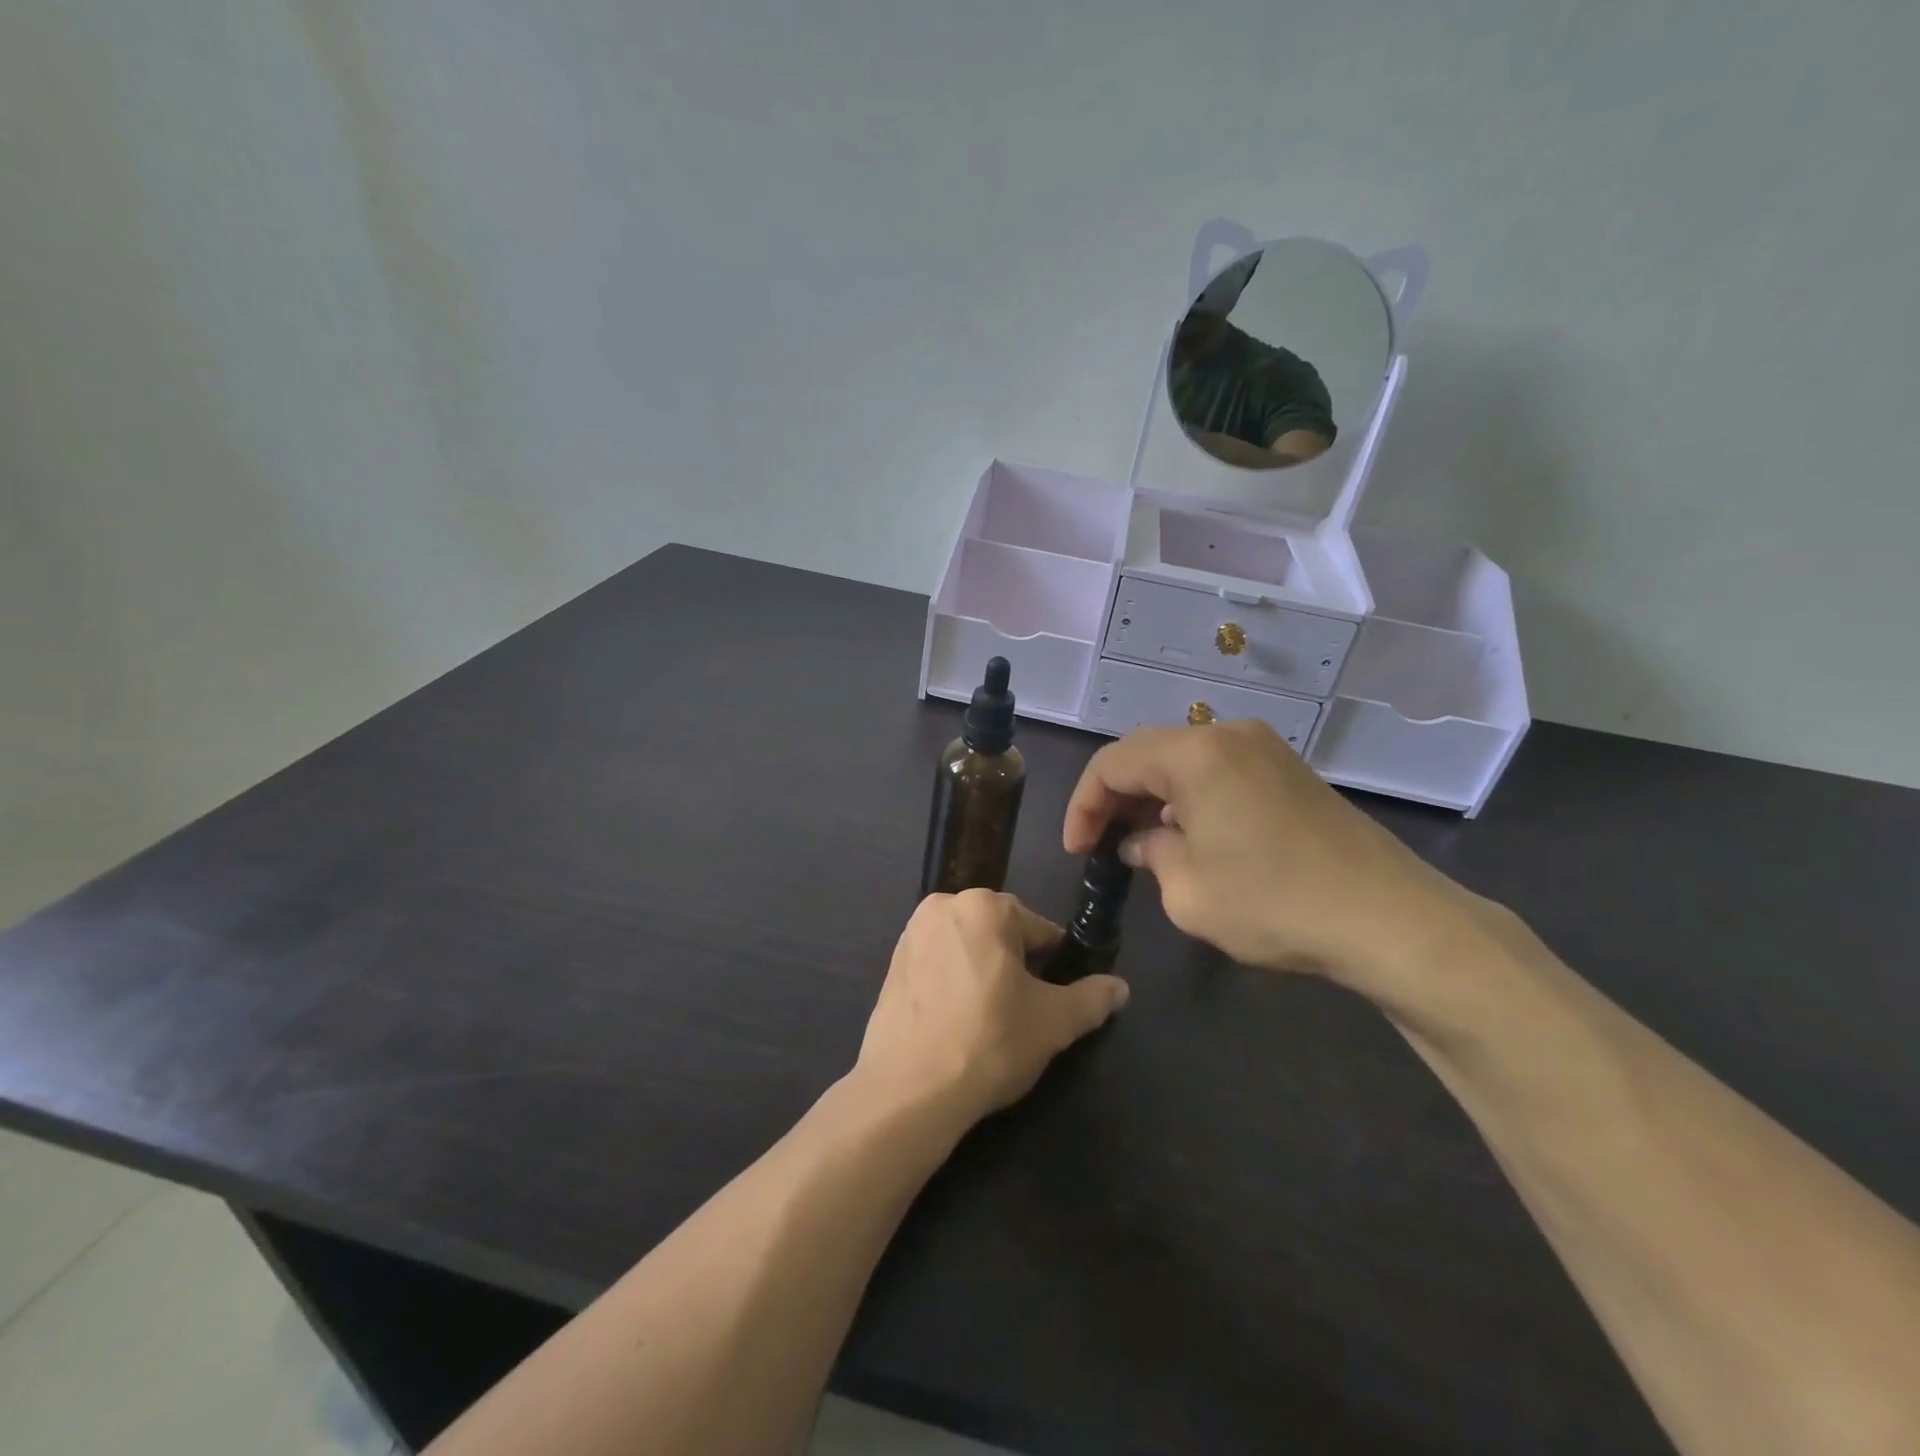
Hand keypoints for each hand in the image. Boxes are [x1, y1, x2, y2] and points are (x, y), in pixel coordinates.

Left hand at [855, 890, 1129, 1127]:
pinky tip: (958, 1022)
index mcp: (984, 905)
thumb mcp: (1054, 1023)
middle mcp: (944, 906)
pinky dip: (954, 983)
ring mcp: (912, 934)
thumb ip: (1092, 999)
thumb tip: (1120, 987)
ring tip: (991, 1021)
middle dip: (1018, 967)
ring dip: (985, 973)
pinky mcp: (892, 964)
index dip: (1055, 966)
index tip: (1055, 1001)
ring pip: (969, 948)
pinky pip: (939, 964)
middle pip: (1001, 934)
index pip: (1039, 930)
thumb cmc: (988, 1042)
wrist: (908, 1090)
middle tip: (1024, 1014)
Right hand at [1063, 721, 1485, 994]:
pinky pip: (1219, 771)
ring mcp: (1265, 749)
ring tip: (1141, 843)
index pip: (1112, 763)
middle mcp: (1228, 734)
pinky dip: (1190, 797)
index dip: (1084, 805)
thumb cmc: (1275, 904)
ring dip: (1153, 796)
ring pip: (1183, 760)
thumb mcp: (1188, 891)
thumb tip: (1143, 841)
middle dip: (1115, 797)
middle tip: (1102, 844)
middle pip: (1146, 753)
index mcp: (1195, 753)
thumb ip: (1150, 853)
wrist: (1390, 920)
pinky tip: (1191, 837)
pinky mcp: (1289, 771)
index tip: (1077, 851)